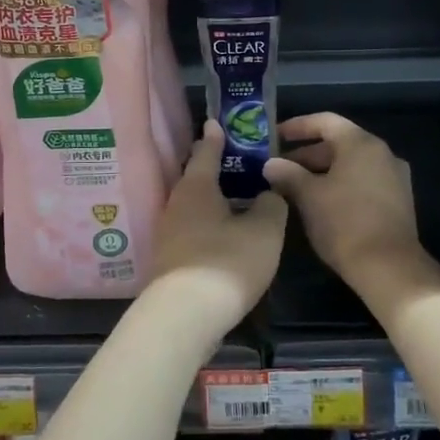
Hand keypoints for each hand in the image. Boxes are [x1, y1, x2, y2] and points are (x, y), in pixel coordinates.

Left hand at [146, 121, 287, 338]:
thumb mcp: (264, 231)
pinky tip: (224, 236)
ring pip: (192, 207)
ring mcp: (168, 234)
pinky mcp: (169, 260)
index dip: (215, 137)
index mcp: (197, 187)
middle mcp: (176, 204)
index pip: (206, 152)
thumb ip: (271, 205)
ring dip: (211, 201)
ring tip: (236, 200)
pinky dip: (207, 225)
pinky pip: (191, 230)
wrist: (184, 316)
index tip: (216, 123)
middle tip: (236, 162)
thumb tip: (268, 193)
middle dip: (213, 170)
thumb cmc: (227, 262)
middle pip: (196, 179)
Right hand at [263, 112, 426, 295]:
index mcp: (361, 144)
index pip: (325, 121)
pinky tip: (321, 203)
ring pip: (351, 164)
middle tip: (280, 168)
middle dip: (307, 154)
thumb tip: (270, 164)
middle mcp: (382, 153)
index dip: (298, 126)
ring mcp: (394, 177)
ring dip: (322, 171)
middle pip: (339, 143)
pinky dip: (341, 184)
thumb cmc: (344, 223)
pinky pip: (363, 181)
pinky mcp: (398, 200)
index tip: (275, 135)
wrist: (389, 268)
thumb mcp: (309, 197)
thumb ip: (288, 174)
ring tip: (295, 187)